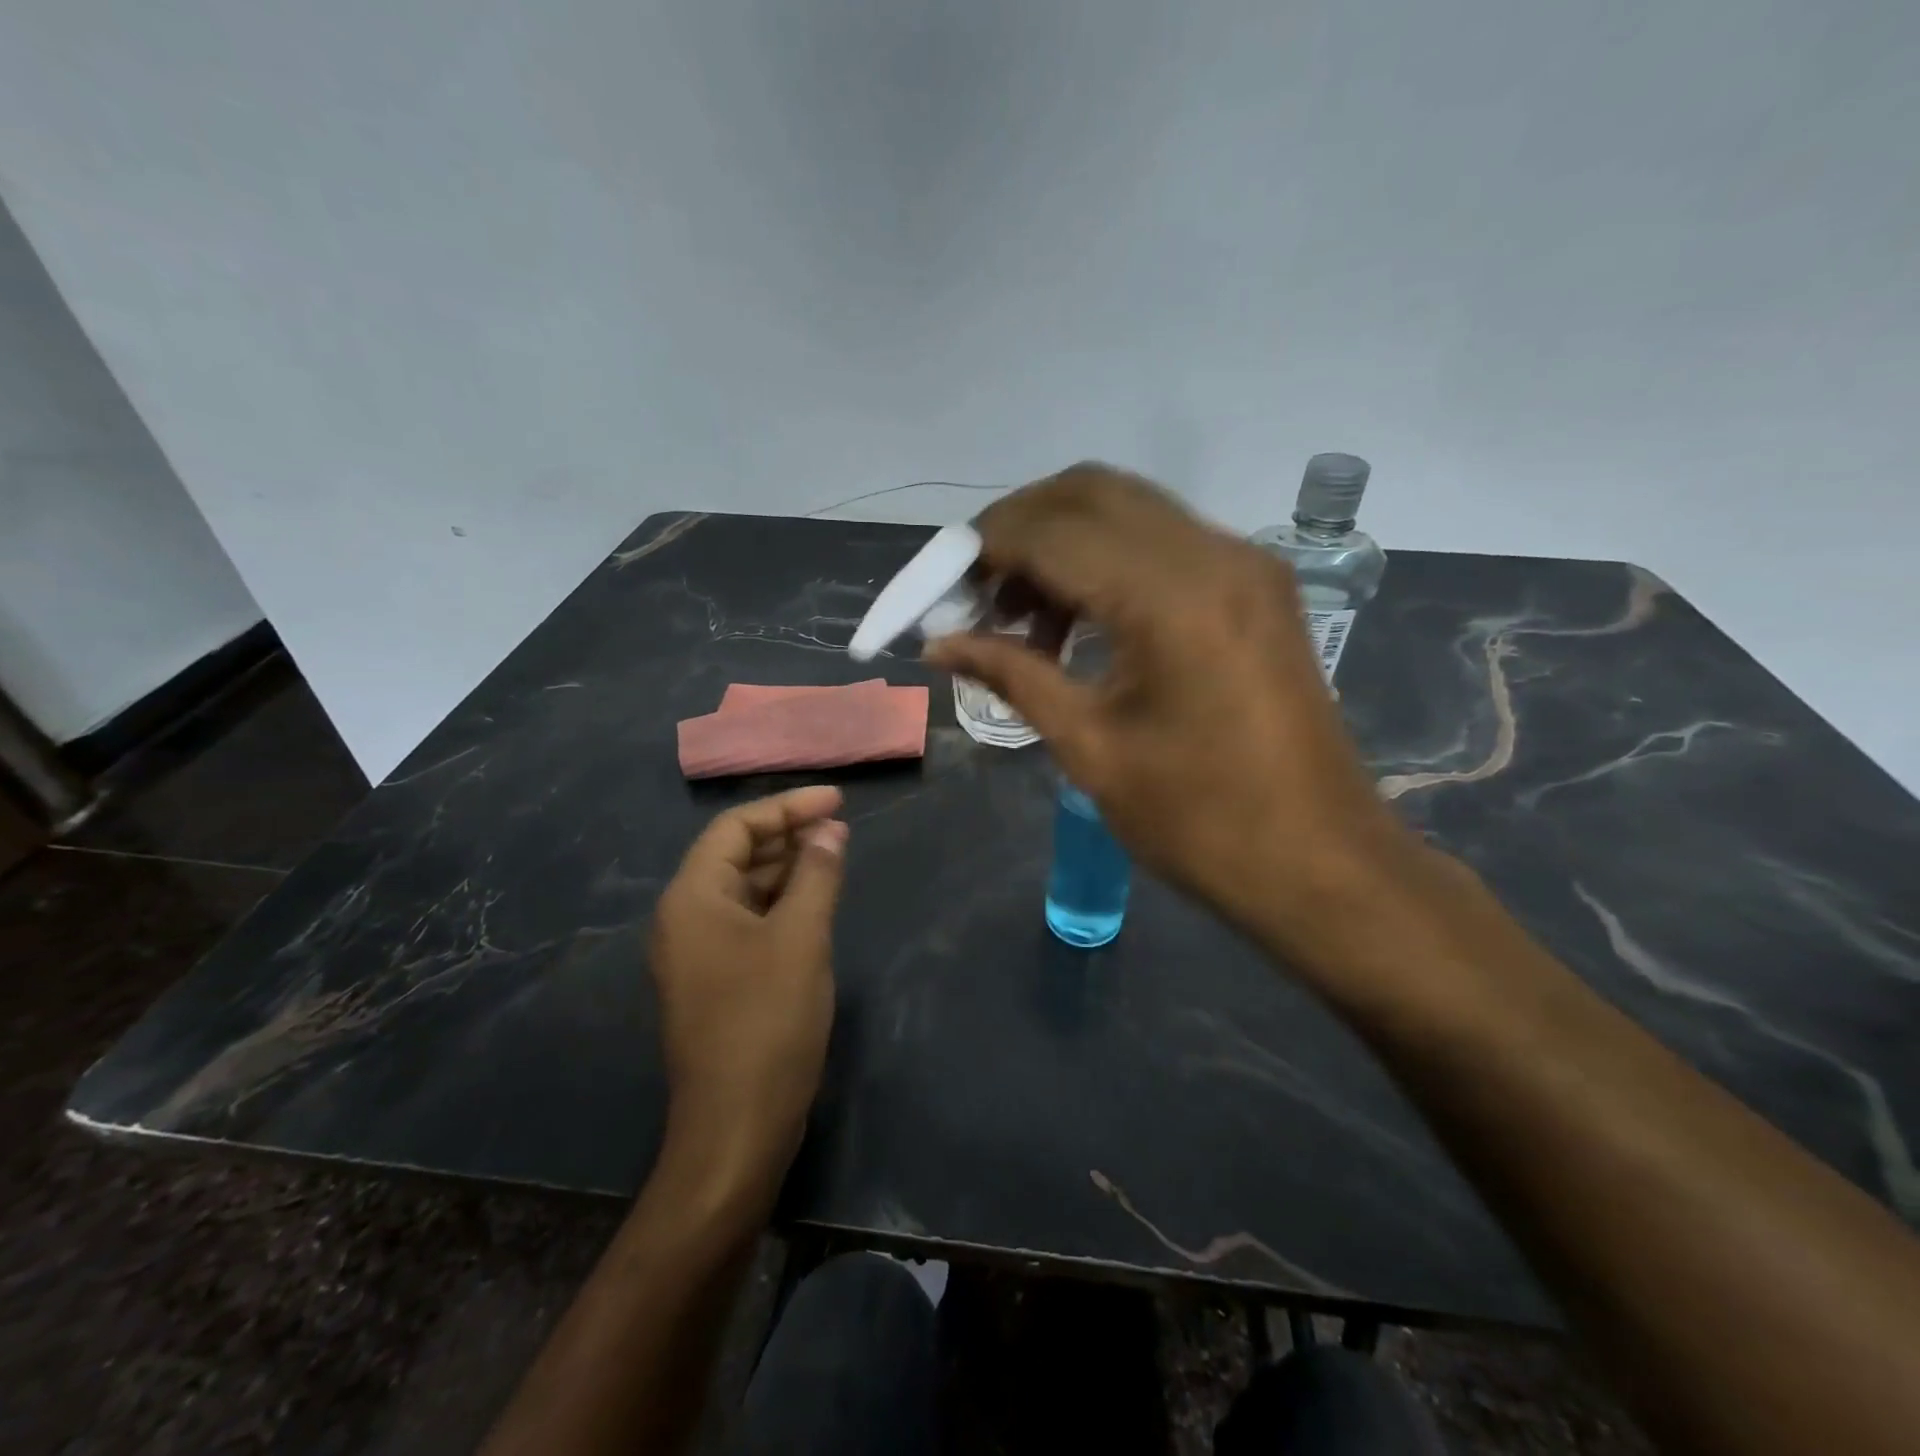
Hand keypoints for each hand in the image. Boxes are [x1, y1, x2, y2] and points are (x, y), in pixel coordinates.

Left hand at [649, 786, 847, 1203]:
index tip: (837, 800)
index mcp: (692, 898)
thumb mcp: (801, 938)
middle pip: (735, 854)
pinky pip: (748, 922)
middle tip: (840, 826)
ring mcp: (698, 953)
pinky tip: (816, 903)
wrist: (736, 1128)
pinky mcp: (716, 981)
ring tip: (835, 856)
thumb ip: (817, 874)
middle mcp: (685, 918)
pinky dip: (782, 903)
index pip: (736, 827)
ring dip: (787, 868)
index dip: (787, 806)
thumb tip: (830, 829)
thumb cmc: (767, 1021)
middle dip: (788, 834)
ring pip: (744, 889)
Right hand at [927, 463, 1423, 972]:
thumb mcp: (1091, 749)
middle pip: (1089, 494)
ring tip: (1018, 617)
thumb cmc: (1201, 823)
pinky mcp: (1256, 586)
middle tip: (974, 593)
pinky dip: (1105, 562)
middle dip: (1016, 530)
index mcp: (1172, 598)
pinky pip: (1162, 543)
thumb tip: (940, 644)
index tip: (937, 588)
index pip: (1051, 531)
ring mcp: (1244, 564)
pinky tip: (1076, 622)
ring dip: (1059, 544)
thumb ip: (1013, 676)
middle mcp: (1214, 555)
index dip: (980, 548)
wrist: (1323, 865)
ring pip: (1127, 510)